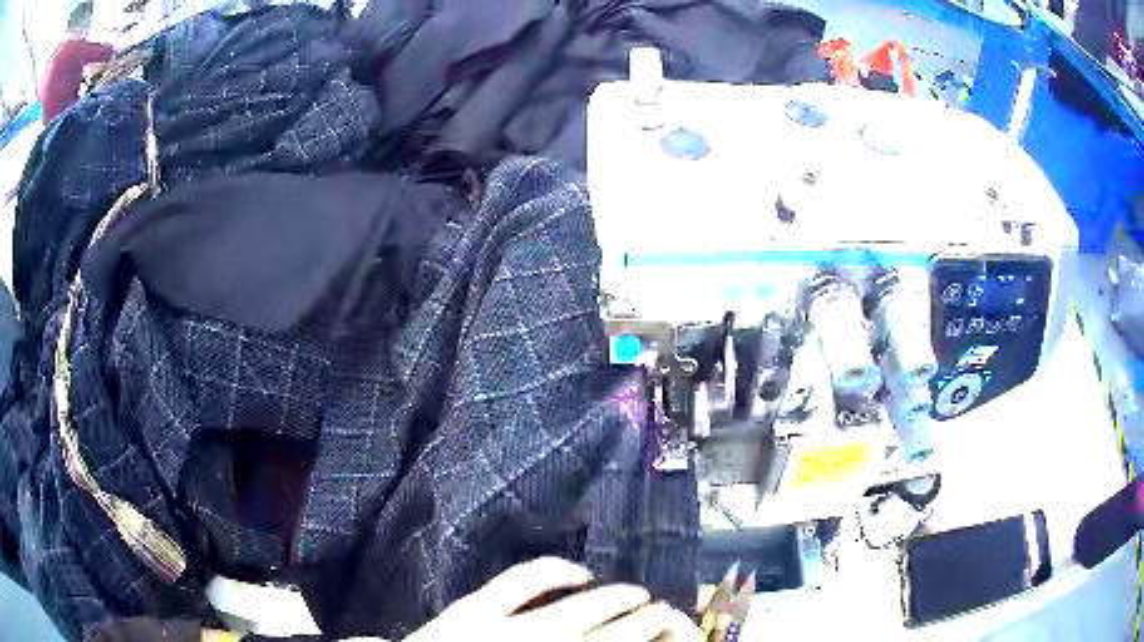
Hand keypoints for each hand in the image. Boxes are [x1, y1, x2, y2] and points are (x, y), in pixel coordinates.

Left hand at [404, 558, 699, 640]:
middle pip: (615, 631)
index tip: (670, 628)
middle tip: (664, 611)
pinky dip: (556, 571)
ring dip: (616, 597)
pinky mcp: (476, 609)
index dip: (655, 637)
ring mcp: (511, 627)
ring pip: (583, 607)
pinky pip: (524, 581)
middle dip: (647, 620)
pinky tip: (578, 571)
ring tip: (639, 593)